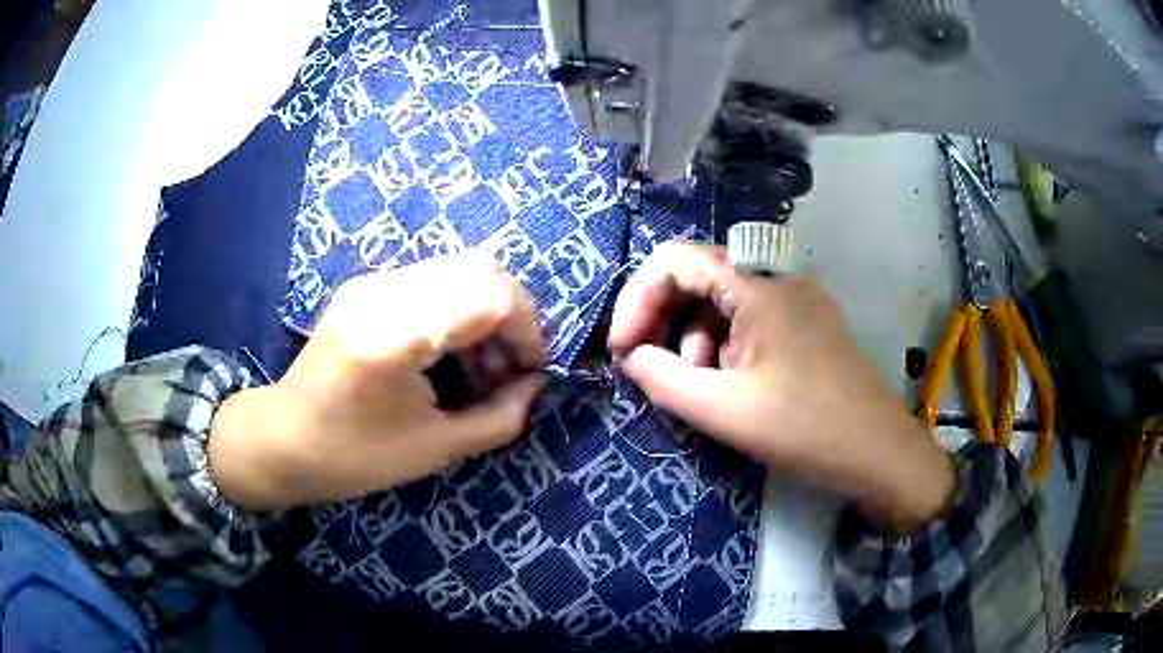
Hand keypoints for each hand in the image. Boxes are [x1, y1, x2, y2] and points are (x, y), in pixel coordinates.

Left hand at [209, 253, 546, 510]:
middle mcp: (385, 291)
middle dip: (514, 313)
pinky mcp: (366, 286)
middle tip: (512, 364)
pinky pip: (433, 279)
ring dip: (487, 309)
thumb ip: (499, 417)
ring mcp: (372, 282)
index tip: (532, 370)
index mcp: (397, 335)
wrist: (282, 439)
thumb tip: (534, 384)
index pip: (490, 295)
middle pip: (481, 267)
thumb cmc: (353, 457)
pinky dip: (459, 308)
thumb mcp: (435, 449)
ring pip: (459, 268)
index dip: (528, 329)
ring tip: (482, 365)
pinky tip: (450, 351)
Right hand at [609, 242, 954, 534]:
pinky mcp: (807, 328)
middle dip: (664, 322)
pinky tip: (728, 385)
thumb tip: (631, 358)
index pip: (675, 261)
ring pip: (723, 303)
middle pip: (698, 278)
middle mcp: (778, 281)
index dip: (637, 300)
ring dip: (695, 339)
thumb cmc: (805, 429)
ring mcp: (797, 303)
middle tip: (649, 369)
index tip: (623, 350)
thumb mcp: (723, 410)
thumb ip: (663, 379)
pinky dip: (724, 348)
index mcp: (758, 287)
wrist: (880, 455)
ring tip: (696, 386)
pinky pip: (750, 323)